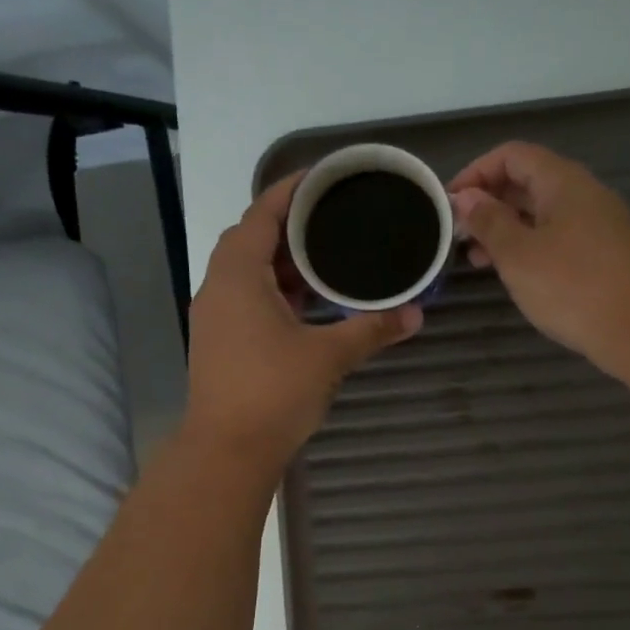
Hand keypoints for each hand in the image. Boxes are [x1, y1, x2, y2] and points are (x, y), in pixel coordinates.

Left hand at [185, 172, 421, 468]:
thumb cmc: (272, 393)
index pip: (261, 214)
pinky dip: (275, 291)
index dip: (289, 191)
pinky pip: (246, 298)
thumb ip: (371, 329)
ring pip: (248, 273)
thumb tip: (415, 314)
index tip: (321, 177)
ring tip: (326, 259)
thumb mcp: (328, 356)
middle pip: (251, 240)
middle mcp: (218, 288)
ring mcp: (214, 317)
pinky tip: (308, 304)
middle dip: (290, 227)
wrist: (226, 452)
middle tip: (333, 220)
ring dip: (282, 263)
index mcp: (238, 275)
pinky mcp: (219, 343)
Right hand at [449, 142, 629, 374]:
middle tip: (459, 235)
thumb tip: (467, 197)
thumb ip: (489, 222)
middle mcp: (583, 194)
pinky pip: (557, 237)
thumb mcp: (518, 254)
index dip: (476, 172)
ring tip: (478, 260)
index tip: (449, 203)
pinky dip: (529, 247)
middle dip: (489, 203)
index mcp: (563, 182)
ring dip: (506, 229)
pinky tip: (514, 274)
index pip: (512, 155)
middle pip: (528, 182)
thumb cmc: (572, 286)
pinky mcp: (603, 254)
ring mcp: (597, 224)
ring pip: (542, 213)